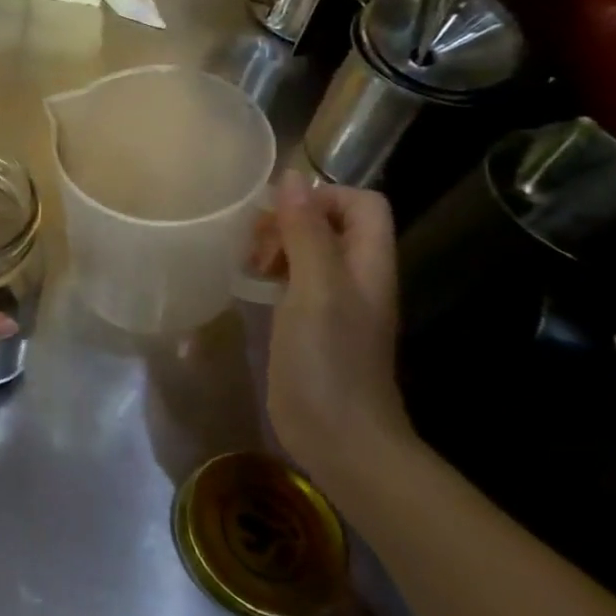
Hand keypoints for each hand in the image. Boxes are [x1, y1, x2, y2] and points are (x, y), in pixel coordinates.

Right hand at [258, 172, 411, 492]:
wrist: (339, 438)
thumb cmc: (329, 360)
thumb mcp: (315, 289)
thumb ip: (306, 232)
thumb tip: (292, 178)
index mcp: (368, 264)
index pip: (362, 203)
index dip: (323, 196)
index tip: (280, 215)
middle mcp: (355, 277)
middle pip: (330, 223)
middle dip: (290, 220)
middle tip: (256, 244)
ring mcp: (333, 302)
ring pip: (308, 249)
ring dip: (276, 245)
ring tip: (248, 263)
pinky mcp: (310, 323)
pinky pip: (293, 279)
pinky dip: (270, 272)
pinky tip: (248, 285)